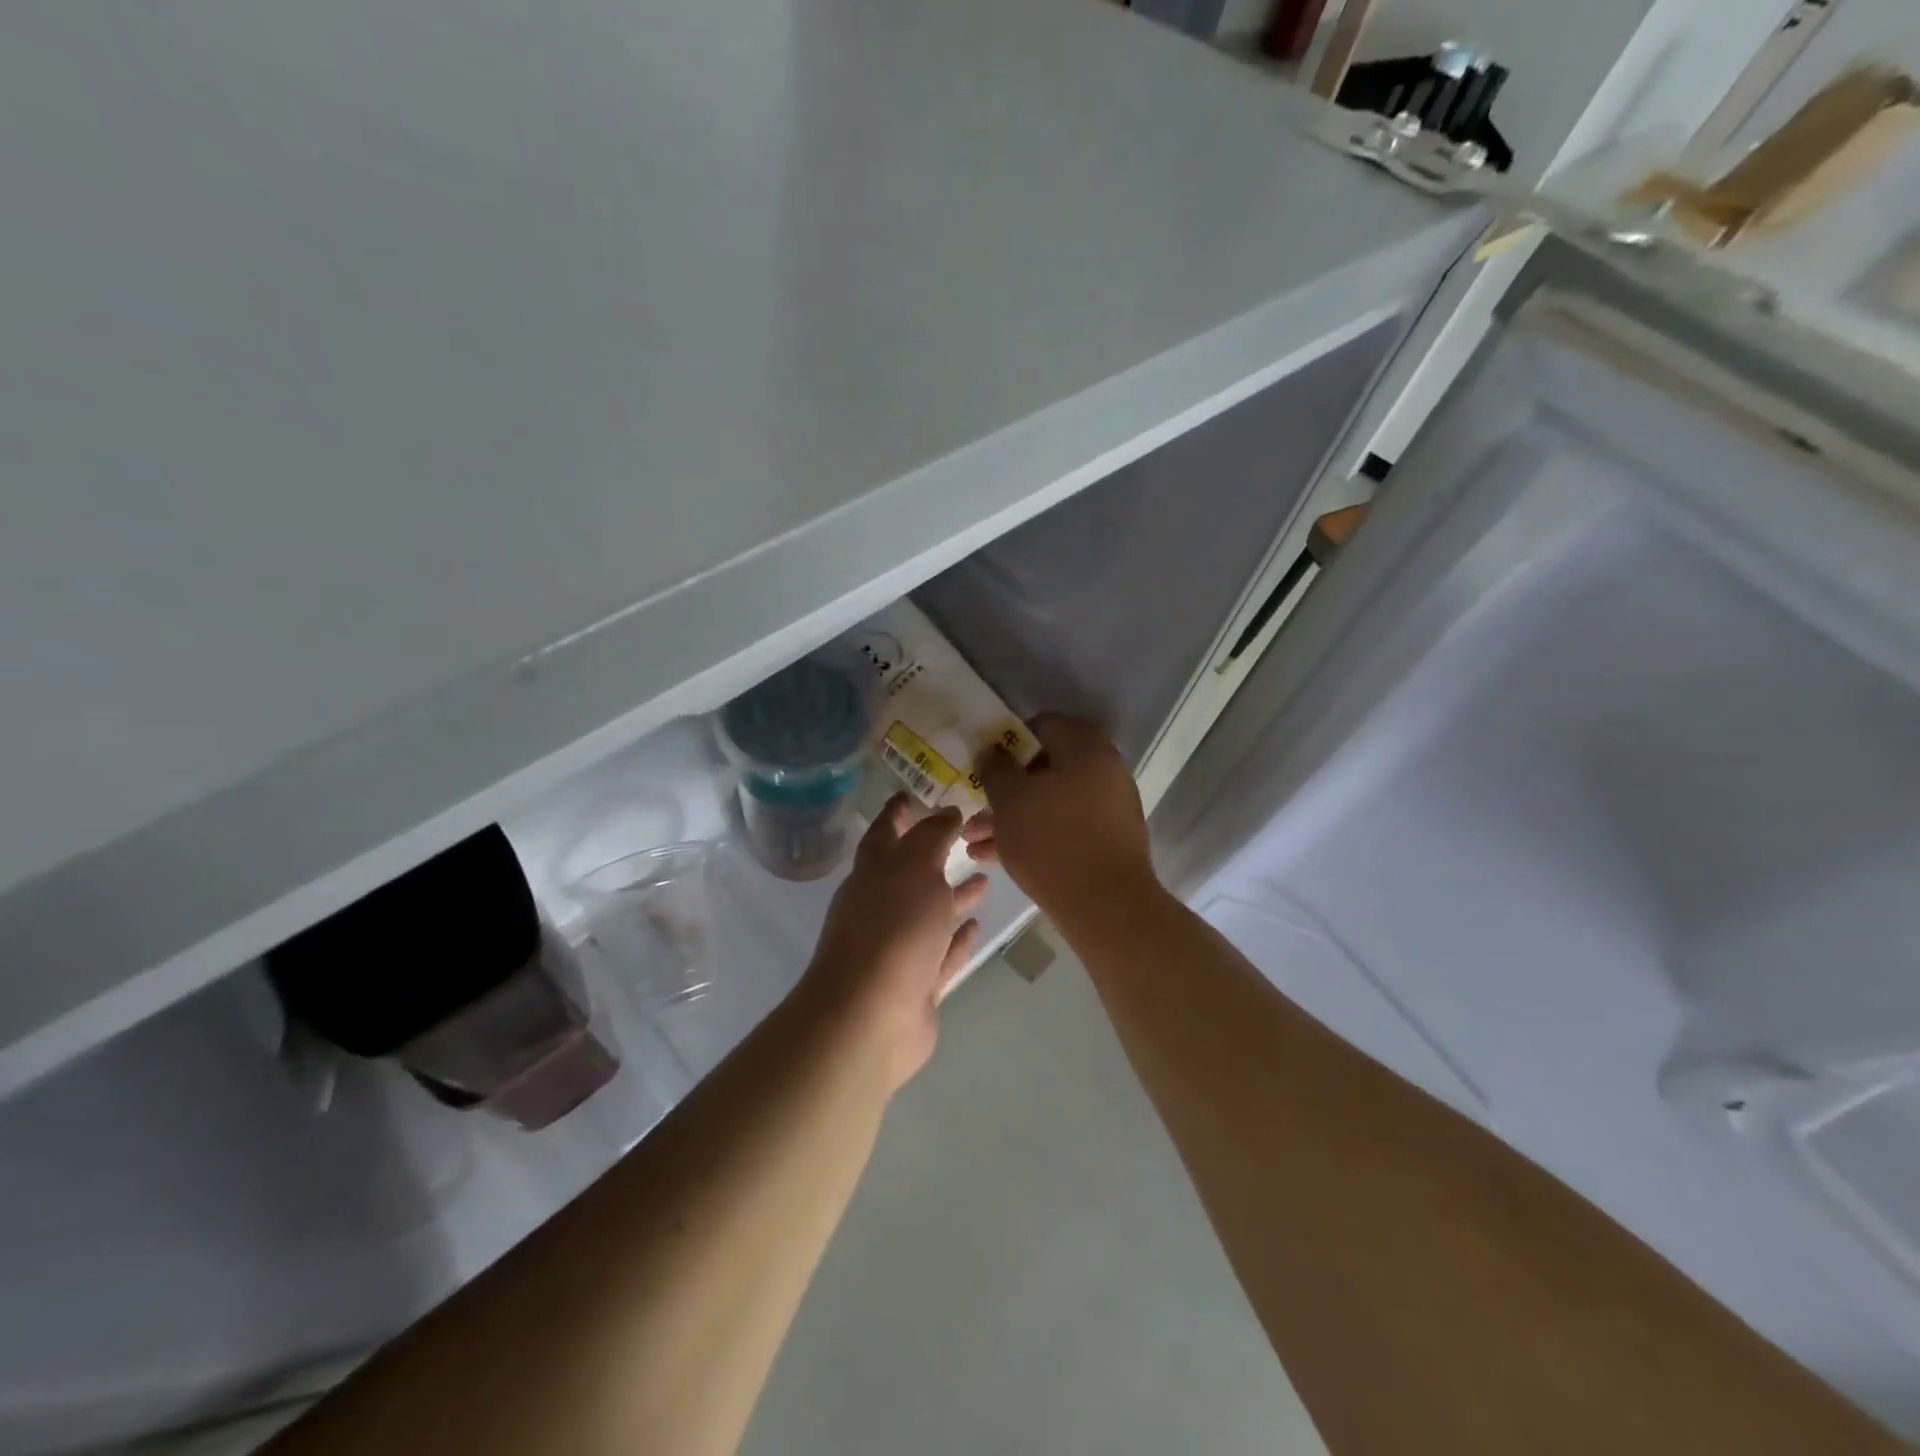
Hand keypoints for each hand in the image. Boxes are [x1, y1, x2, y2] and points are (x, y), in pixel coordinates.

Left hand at [798, 796, 987, 1091]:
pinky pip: (941, 953)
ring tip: (985, 878)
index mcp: (873, 872)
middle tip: (967, 836)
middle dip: (935, 853)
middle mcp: (882, 906)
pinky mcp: (917, 984)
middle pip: (911, 872)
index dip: (900, 811)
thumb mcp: (914, 867)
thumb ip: (933, 836)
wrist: (869, 1017)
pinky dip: (957, 939)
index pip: (886, 830)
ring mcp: (899, 948)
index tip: (917, 794)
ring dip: (954, 895)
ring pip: (930, 913)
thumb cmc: (892, 929)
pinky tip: (975, 926)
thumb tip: (946, 812)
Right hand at [969, 714, 1156, 924]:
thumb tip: (991, 751)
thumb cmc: (1052, 840)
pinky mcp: (1107, 841)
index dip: (1007, 742)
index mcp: (1085, 747)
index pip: (1041, 725)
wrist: (1107, 906)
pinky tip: (995, 858)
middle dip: (1004, 790)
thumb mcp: (1010, 799)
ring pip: (1050, 802)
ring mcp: (1109, 806)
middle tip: (974, 809)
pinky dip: (1033, 836)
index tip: (983, 765)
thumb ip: (995, 768)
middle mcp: (1104, 769)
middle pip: (1044, 768)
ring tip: (973, 842)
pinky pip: (1063, 827)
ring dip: (1012, 818)